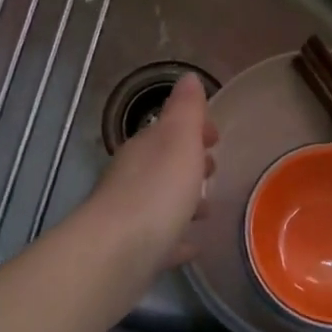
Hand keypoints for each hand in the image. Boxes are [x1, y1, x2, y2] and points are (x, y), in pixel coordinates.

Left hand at [86, 72, 217, 269]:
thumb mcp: (178, 141)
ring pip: (161, 202)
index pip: (169, 129)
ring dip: (183, 201)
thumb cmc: (156, 191)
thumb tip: (189, 78)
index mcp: (145, 149)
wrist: (116, 254)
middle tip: (214, 169)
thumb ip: (186, 110)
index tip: (215, 136)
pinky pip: (161, 240)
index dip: (193, 129)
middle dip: (188, 164)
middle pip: (163, 165)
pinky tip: (192, 247)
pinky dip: (176, 239)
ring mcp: (130, 217)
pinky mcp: (133, 253)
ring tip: (208, 210)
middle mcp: (132, 178)